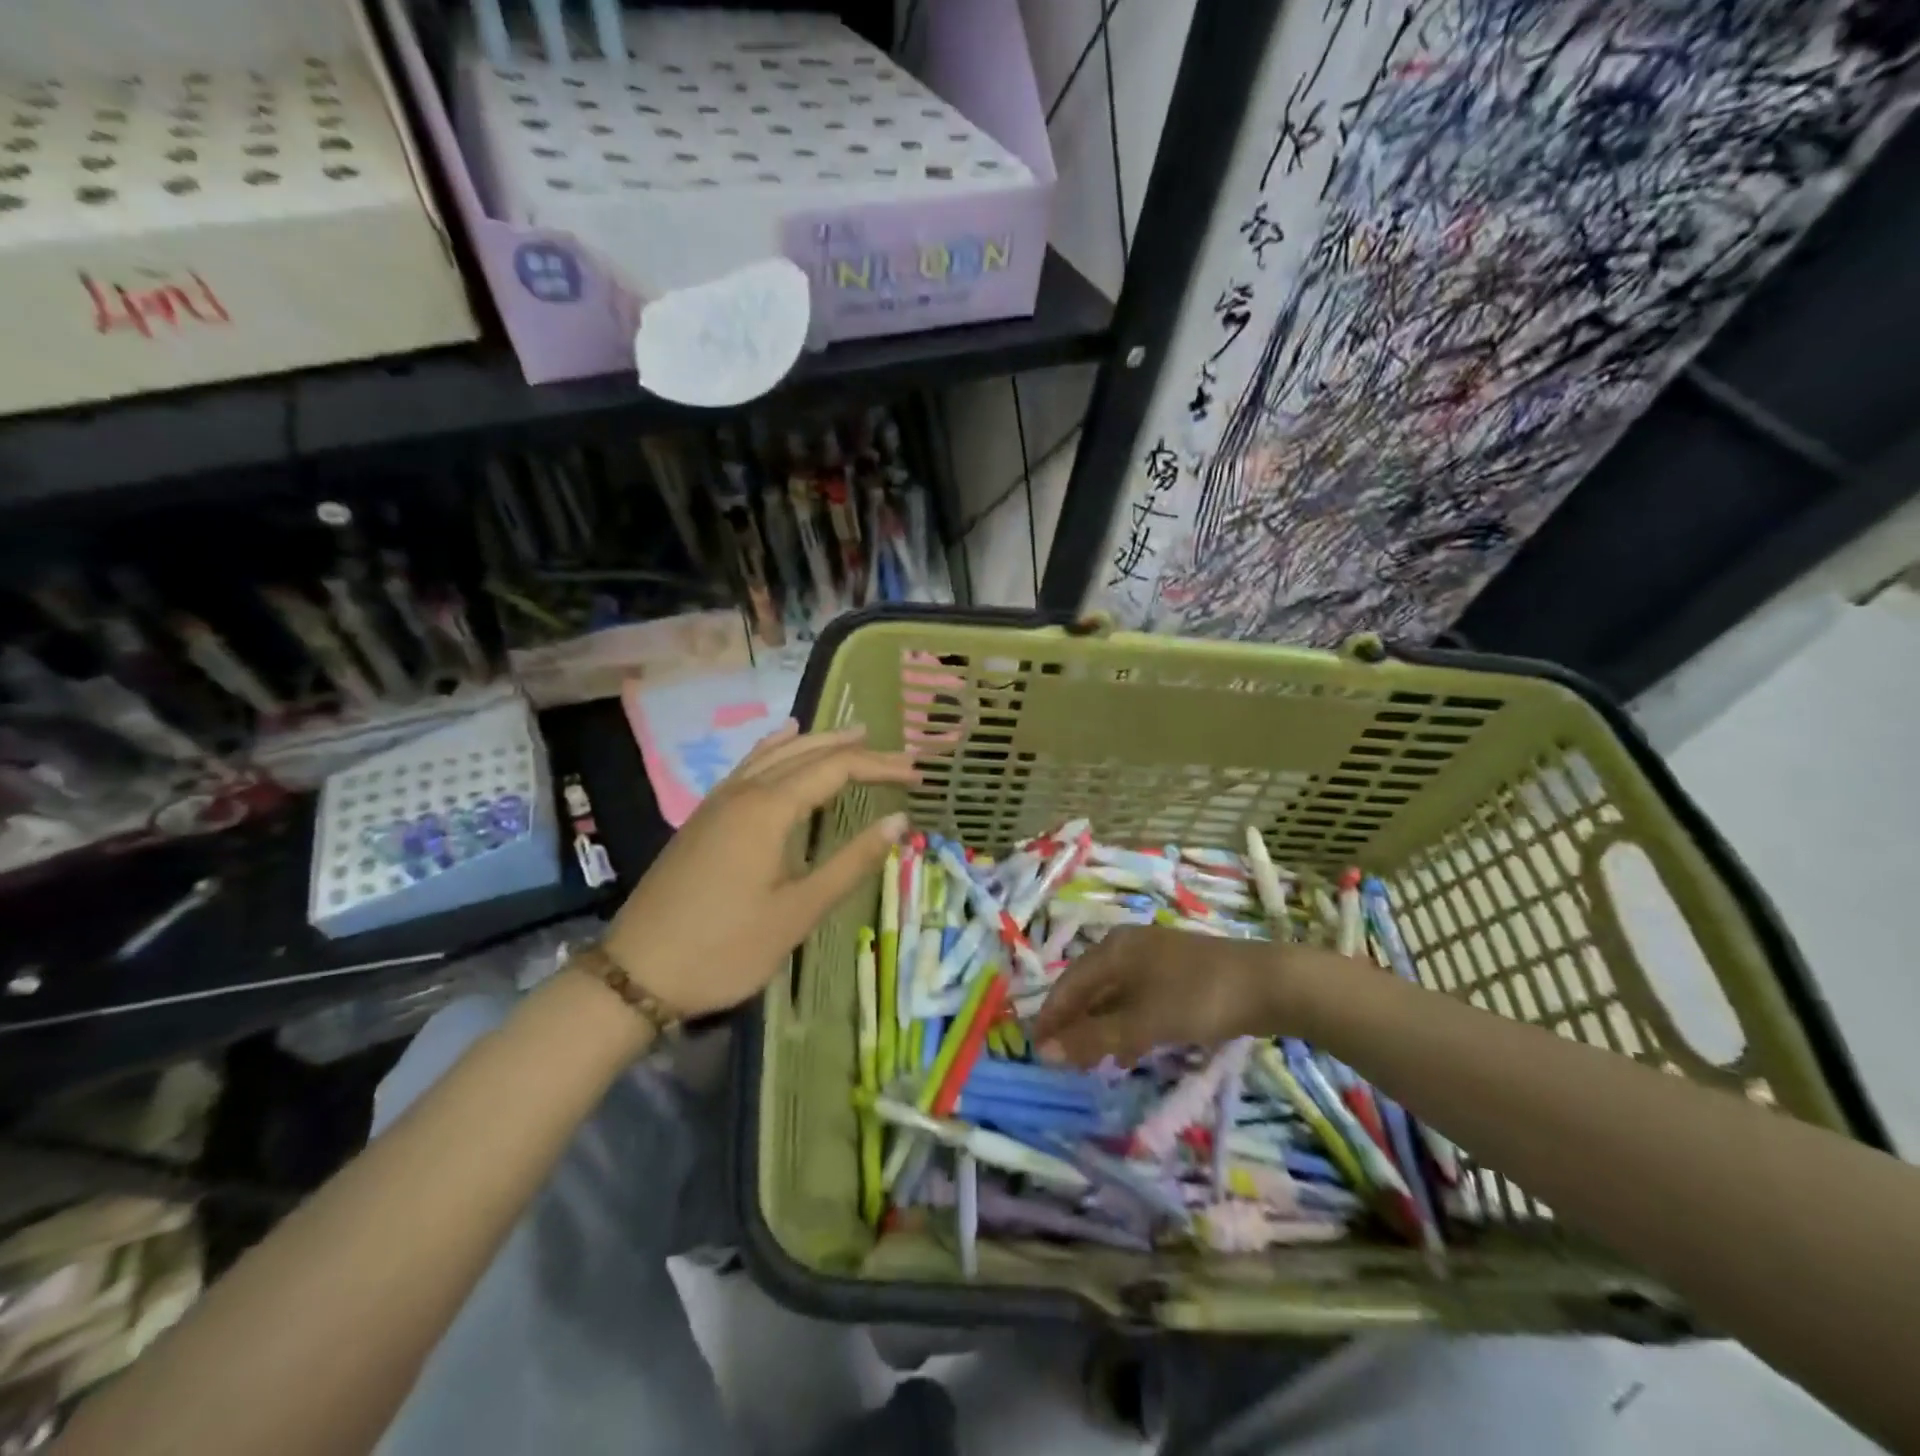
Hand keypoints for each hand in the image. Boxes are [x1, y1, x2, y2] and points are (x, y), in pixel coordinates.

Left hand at [602, 721, 914, 1016]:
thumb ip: (851, 861)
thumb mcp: (798, 912)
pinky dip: (775, 748)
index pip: (836, 769)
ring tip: (854, 734)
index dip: (879, 767)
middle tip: (898, 755)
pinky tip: (782, 740)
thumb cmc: (725, 948)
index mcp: (768, 809)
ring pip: (775, 753)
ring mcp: (718, 801)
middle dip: (855, 750)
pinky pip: (748, 765)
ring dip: (817, 742)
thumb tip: (900, 821)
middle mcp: (743, 792)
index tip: (917, 774)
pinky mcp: (703, 817)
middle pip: (807, 754)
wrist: (636, 975)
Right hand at [1033, 926, 1348, 1066]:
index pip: (1068, 985)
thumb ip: (1092, 1038)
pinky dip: (1126, 1024)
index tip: (1034, 1052)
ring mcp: (1155, 958)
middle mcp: (1128, 947)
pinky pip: (1137, 999)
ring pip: (1114, 995)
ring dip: (1099, 1028)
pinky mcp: (1178, 974)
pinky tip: (1129, 1051)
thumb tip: (1043, 1052)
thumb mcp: (1142, 1023)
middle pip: (1089, 988)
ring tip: (1090, 1062)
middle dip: (1073, 1024)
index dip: (1050, 1018)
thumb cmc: (1197, 998)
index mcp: (1113, 949)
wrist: (1270, 983)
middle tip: (1062, 1061)